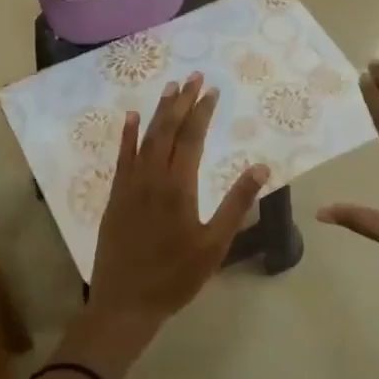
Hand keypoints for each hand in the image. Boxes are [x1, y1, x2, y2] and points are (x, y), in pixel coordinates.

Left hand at [88, 73, 268, 329]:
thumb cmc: (176, 276)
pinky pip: (122, 156)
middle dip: (182, 102)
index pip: (192, 138)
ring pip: (145, 138)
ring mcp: (130, 184)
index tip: (211, 89)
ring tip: (170, 87)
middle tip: (193, 76)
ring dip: (159, 111)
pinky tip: (132, 117)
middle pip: (168, 130)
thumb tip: (261, 169)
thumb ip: (236, 204)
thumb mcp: (214, 245)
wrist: (126, 301)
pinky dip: (127, 135)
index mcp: (179, 186)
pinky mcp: (116, 195)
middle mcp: (152, 176)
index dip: (202, 111)